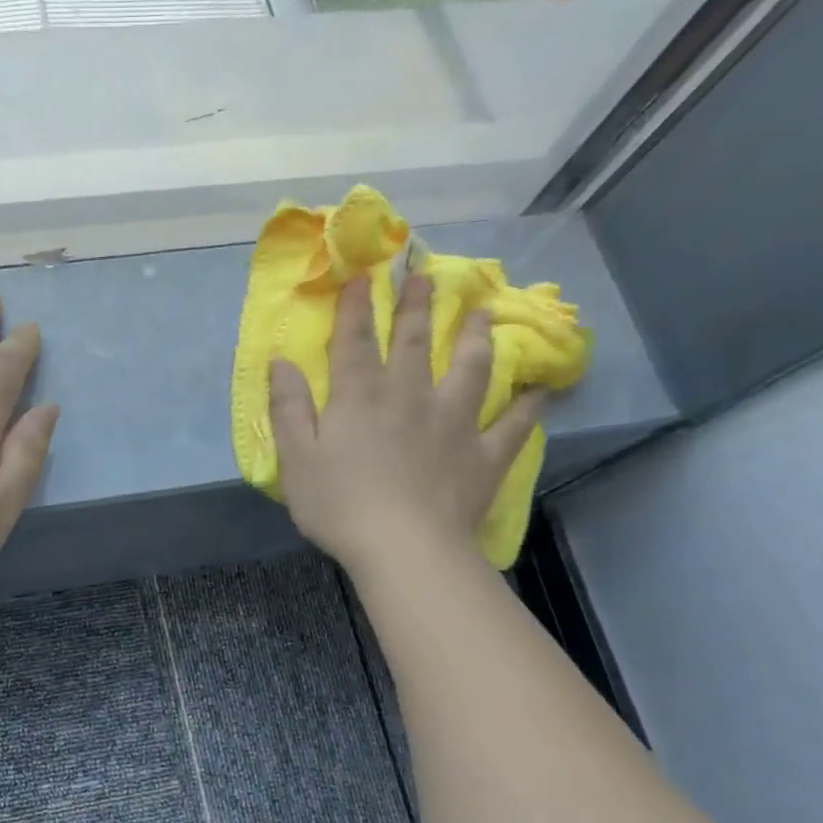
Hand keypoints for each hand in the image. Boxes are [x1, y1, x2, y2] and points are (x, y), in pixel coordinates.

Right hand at [269, 272, 542, 577]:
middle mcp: (410, 397)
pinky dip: (528, 407)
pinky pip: (512, 425)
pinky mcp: (483, 455)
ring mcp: (453, 423)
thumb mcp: (296, 458)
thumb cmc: (339, 505)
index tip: (362, 274)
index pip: (356, 341)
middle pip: (416, 342)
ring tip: (484, 315)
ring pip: (471, 369)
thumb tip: (281, 361)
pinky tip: (541, 391)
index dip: (357, 306)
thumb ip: (288, 407)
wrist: (404, 549)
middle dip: (418, 306)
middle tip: (426, 273)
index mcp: (360, 397)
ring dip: (477, 338)